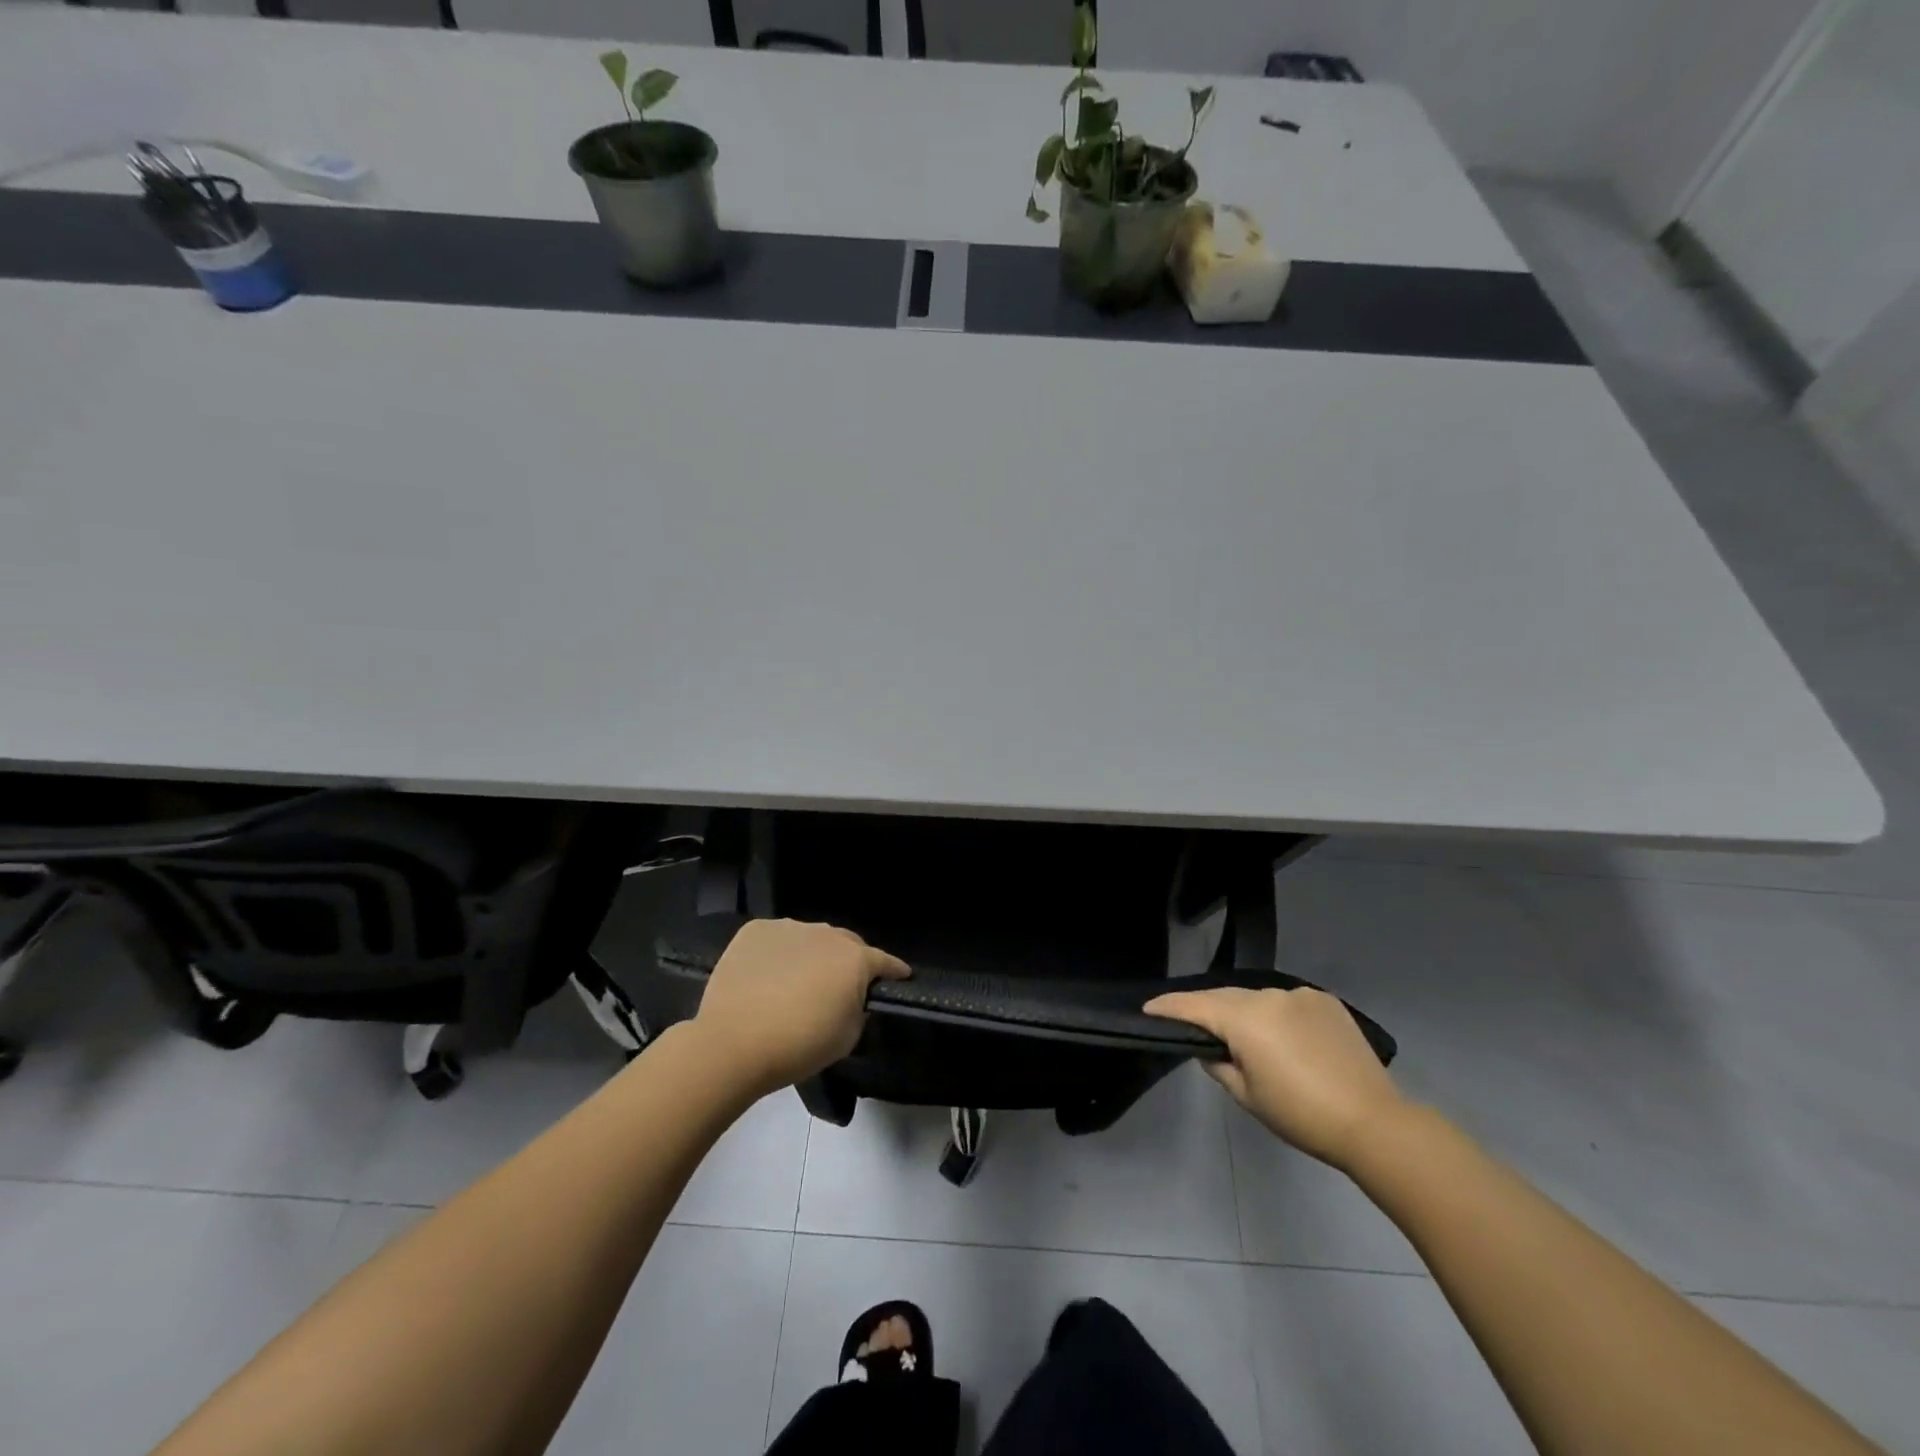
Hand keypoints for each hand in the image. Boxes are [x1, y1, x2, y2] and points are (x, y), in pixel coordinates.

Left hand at [692, 919, 908, 1096]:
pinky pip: (777, 939)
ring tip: (798, 982)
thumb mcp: (848, 1037)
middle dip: (849, 962)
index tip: (900, 977)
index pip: (885, 961)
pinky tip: (767, 977)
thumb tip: (852, 998)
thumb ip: (859, 1010)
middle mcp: (826, 933)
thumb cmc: (799, 1045)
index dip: (894, 971)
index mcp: (855, 958)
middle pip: (847, 944)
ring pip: (810, 939)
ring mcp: (788, 928)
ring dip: (812, 956)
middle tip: (840, 987)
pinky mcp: (755, 931)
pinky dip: (778, 954)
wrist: (733, 1043)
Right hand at [1144, 986, 1405, 1168]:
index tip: (1148, 1008)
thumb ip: (1219, 1065)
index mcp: (1245, 1018)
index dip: (1168, 1006)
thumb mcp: (1247, 1095)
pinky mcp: (1326, 1001)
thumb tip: (1212, 1048)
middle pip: (1225, 998)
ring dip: (1245, 1012)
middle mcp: (1269, 995)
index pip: (1194, 1005)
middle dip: (1206, 1009)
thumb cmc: (1301, 1115)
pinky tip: (1284, 1036)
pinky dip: (1277, 1015)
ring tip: (1243, 1035)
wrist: (1374, 1123)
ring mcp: (1300, 995)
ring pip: (1258, 999)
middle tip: (1189, 1023)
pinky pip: (1287, 1002)